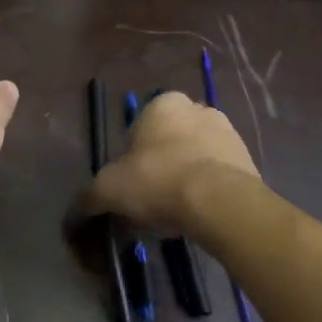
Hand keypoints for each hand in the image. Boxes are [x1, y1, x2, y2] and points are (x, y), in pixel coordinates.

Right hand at [83, 91, 258, 234]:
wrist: (219, 204)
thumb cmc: (157, 181)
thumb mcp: (109, 190)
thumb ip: (89, 198)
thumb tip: (71, 217)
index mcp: (164, 104)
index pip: (140, 128)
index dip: (131, 158)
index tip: (131, 184)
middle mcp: (199, 108)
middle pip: (170, 141)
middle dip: (161, 166)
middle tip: (151, 199)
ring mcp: (229, 133)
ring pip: (196, 157)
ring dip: (186, 177)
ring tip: (176, 212)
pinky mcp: (249, 160)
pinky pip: (219, 175)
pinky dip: (208, 190)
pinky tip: (199, 214)